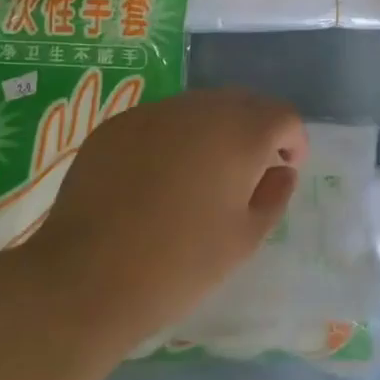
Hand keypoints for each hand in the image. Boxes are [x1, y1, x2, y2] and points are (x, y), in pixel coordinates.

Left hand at [22, 87, 307, 344]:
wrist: (86, 278)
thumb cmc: (179, 264)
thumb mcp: (244, 239)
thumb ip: (274, 196)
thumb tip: (280, 171)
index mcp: (239, 134)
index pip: (283, 115)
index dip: (293, 141)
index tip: (283, 171)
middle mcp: (198, 109)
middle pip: (242, 102)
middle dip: (255, 129)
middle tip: (248, 172)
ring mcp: (152, 113)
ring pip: (199, 107)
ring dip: (214, 130)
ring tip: (201, 175)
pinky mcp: (115, 125)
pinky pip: (160, 120)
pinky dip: (172, 138)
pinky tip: (157, 178)